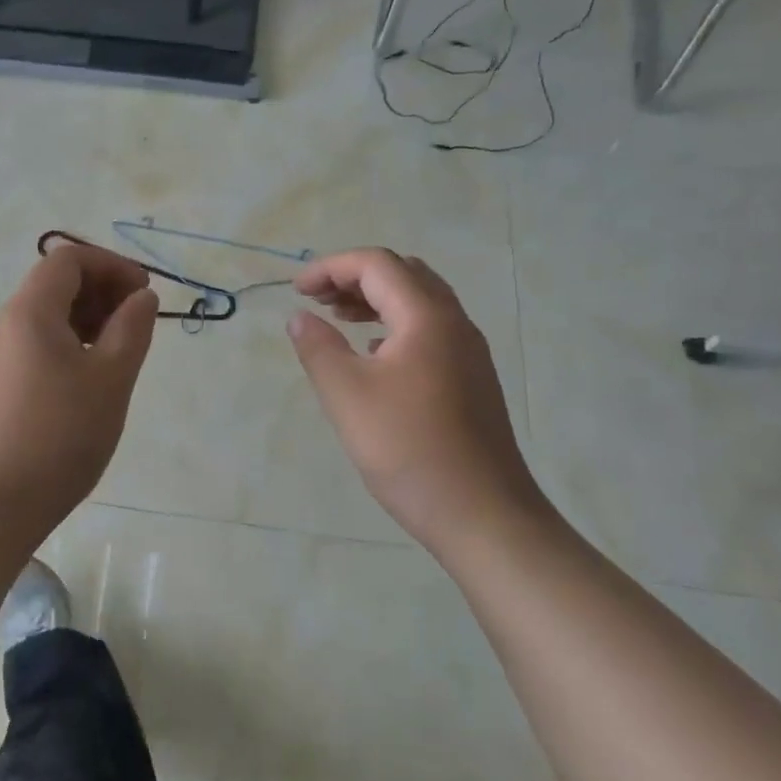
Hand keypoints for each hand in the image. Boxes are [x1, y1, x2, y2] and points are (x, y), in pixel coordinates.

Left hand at [0, 243, 158, 527]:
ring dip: (87, 320)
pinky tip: (88, 382)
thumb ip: (132, 328)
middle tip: (137, 323)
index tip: (144, 293)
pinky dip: (68, 345)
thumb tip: (141, 297)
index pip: (68, 259)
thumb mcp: (111, 377)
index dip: (111, 265)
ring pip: (45, 318)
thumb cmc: (61, 434)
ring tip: (119, 354)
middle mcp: (5, 325)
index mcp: (29, 311)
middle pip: (54, 284)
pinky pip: (35, 347)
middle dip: (101, 291)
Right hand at [286, 248, 543, 543]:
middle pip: (403, 274)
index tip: (296, 291)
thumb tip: (300, 317)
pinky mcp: (472, 379)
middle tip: (318, 300)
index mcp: (427, 318)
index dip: (331, 267)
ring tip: (338, 319)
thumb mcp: (347, 397)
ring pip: (419, 302)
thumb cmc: (409, 450)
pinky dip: (394, 324)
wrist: (483, 515)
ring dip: (375, 300)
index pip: (377, 264)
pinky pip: (429, 330)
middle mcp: (454, 323)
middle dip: (355, 277)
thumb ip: (318, 348)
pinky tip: (373, 355)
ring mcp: (469, 352)